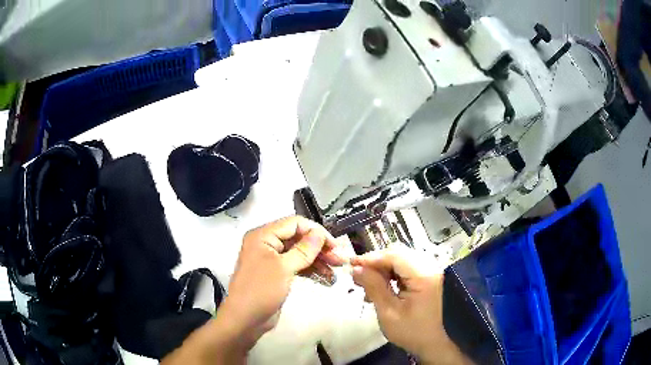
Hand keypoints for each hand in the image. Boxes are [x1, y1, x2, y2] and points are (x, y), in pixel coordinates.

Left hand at [219, 216, 345, 347]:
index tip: (334, 245)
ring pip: (299, 253)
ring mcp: (272, 259)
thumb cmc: (261, 290)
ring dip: (318, 260)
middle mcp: (267, 243)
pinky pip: (296, 266)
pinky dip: (311, 270)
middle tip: (339, 259)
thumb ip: (304, 249)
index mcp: (263, 235)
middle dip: (319, 247)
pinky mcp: (277, 274)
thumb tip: (320, 233)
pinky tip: (326, 277)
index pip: (294, 224)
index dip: (316, 231)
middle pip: (298, 238)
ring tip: (337, 269)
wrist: (245, 319)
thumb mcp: (284, 268)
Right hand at [351, 247, 471, 364]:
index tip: (352, 264)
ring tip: (367, 285)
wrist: (436, 343)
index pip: (395, 255)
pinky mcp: (429, 278)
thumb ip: (374, 287)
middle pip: (399, 254)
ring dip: (383, 269)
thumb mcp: (388, 312)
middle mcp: (430, 268)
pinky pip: (407, 269)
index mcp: (424, 276)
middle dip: (376, 263)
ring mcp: (431, 272)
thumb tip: (357, 269)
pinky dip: (392, 275)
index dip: (371, 258)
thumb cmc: (413, 331)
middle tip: (358, 276)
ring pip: (402, 260)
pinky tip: (381, 288)